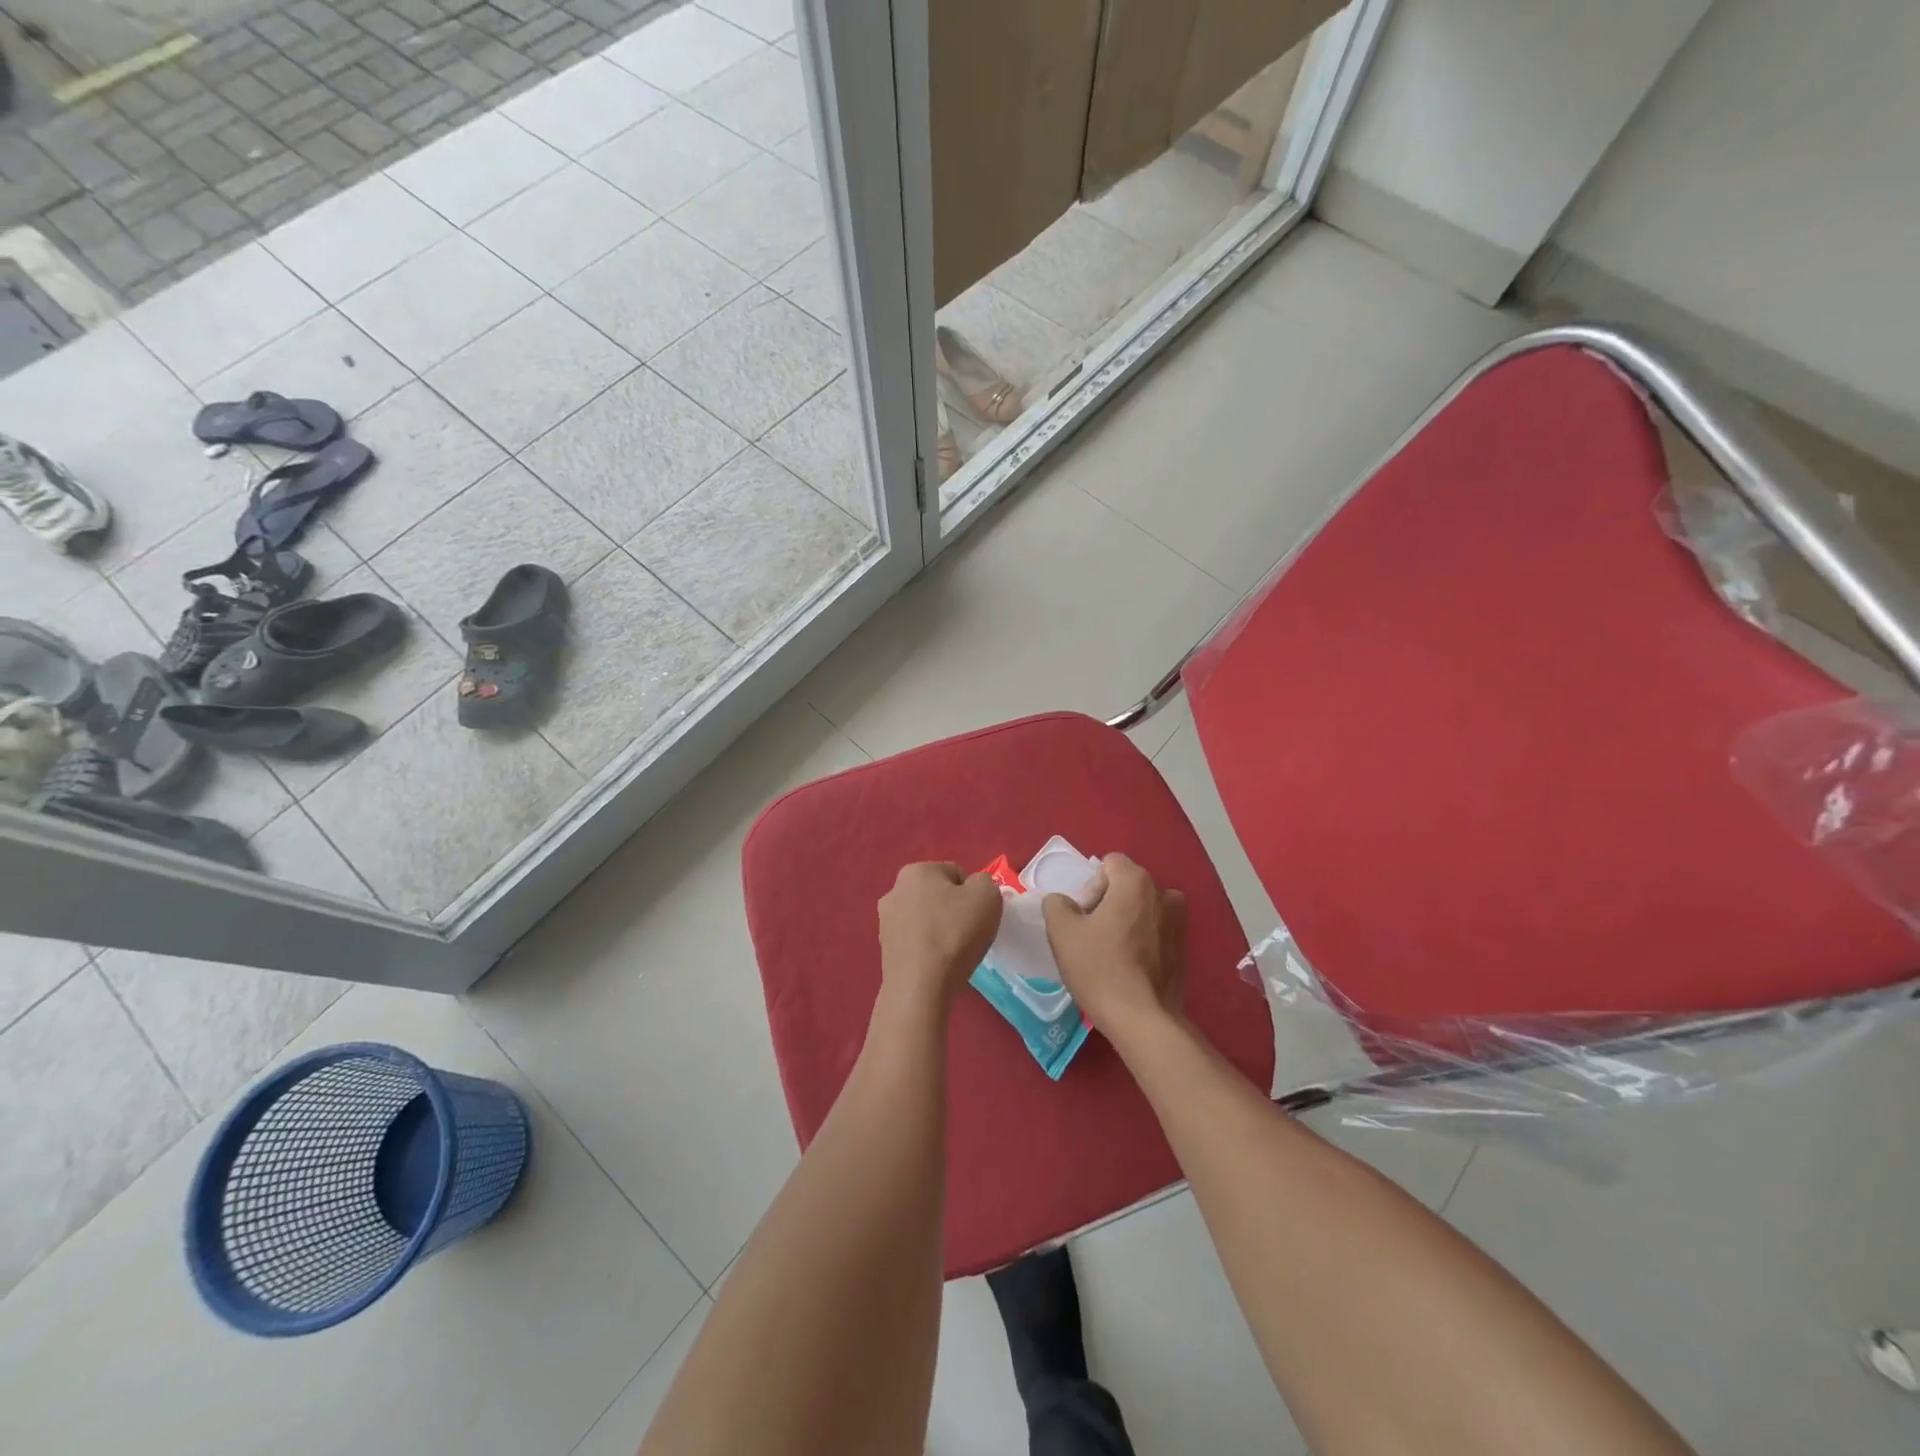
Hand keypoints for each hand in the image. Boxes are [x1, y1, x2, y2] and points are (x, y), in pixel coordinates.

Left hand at [877, 862, 1002, 1011]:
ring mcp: (885, 922)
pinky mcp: (884, 950)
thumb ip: (984, 883)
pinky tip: (938, 965)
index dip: (973, 894)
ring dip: (940, 930)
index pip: (956, 874)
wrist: (920, 986)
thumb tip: (973, 889)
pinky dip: (928, 949)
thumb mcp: (987, 896)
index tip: (978, 915)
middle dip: (953, 910)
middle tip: (968, 933)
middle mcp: (894, 890)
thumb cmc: (954, 933)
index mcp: (916, 870)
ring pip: (925, 919)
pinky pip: (916, 942)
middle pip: (937, 896)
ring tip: (954, 953)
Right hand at [1043, 853, 1186, 1039]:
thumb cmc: (1100, 968)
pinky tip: (1129, 966)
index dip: (1090, 887)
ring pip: (1141, 908)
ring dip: (1125, 921)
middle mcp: (1164, 893)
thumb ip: (1056, 904)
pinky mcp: (1185, 947)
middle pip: (1126, 885)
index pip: (1108, 864)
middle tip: (1092, 936)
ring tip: (1111, 952)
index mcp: (1136, 881)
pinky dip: (1141, 939)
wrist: (1142, 1019)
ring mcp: (1179, 920)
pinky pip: (1155, 929)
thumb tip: (1064, 902)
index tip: (1084, 918)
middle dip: (1107, 903)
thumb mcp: (1062, 932)